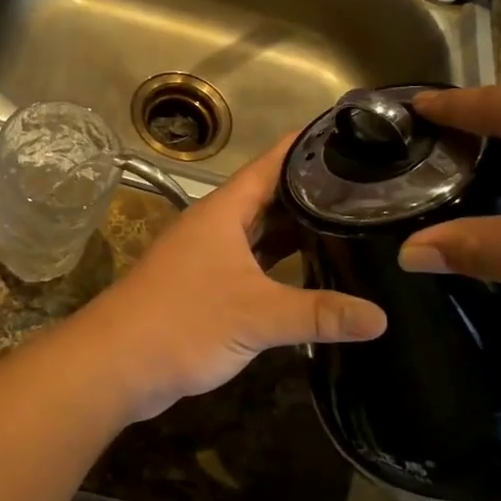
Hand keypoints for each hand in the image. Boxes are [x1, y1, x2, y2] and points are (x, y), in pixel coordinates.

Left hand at [78, 134, 385, 420]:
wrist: (117, 363)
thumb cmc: (184, 321)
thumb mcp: (257, 314)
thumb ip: (319, 313)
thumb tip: (382, 318)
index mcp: (224, 211)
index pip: (271, 164)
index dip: (307, 148)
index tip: (351, 137)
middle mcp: (216, 226)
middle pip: (270, 198)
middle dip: (312, 193)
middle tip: (369, 190)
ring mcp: (209, 257)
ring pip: (261, 234)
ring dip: (297, 232)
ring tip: (351, 227)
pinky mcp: (206, 287)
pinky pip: (253, 265)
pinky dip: (280, 266)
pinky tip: (312, 275)